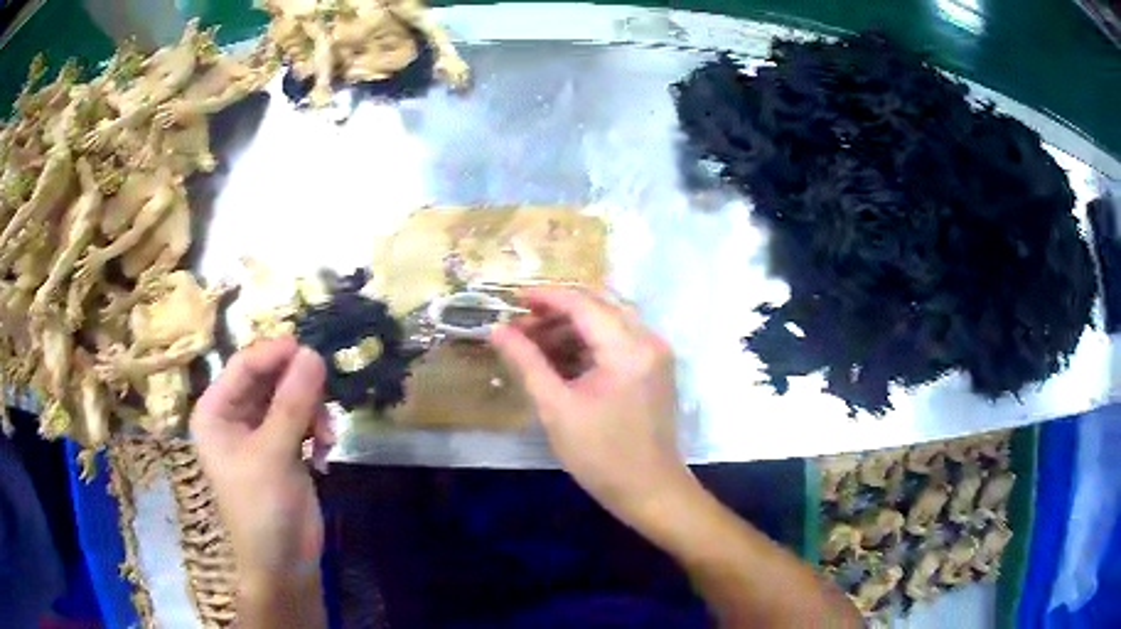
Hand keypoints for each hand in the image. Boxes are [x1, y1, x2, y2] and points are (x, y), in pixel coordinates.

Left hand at [190, 337, 334, 585]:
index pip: (244, 366)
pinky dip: (317, 428)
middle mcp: (234, 415)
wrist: (284, 564)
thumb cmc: (263, 511)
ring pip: (290, 396)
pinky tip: (325, 450)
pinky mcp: (283, 447)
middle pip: (269, 378)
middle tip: (326, 397)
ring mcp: (260, 431)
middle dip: (299, 387)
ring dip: (312, 411)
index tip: (311, 350)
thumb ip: (293, 403)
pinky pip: (302, 419)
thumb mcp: (274, 455)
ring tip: (326, 436)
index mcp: (215, 411)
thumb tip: (313, 353)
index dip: (275, 354)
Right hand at [491, 288, 689, 530]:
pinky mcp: (654, 369)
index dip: (545, 297)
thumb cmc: (601, 455)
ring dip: (571, 329)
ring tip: (534, 346)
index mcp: (628, 348)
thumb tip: (497, 330)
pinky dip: (588, 346)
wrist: (650, 491)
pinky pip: (617, 342)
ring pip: (607, 323)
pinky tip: (560, 361)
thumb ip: (527, 363)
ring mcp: (655, 355)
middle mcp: (648, 341)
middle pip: (597, 308)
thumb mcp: (556, 408)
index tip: (512, 301)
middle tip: (519, 329)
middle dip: (556, 314)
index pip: (582, 304)